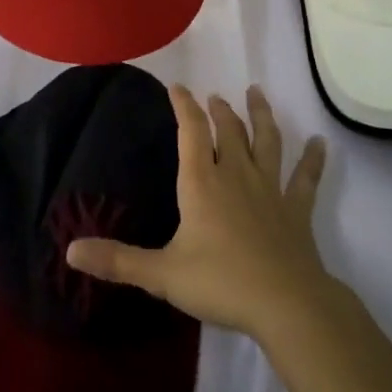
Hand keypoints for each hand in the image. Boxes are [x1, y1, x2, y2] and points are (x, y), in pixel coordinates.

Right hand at [66, 85, 332, 340]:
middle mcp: (235, 175)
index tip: (177, 87)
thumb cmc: (220, 282)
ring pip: (266, 142)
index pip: (190, 132)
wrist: (285, 304)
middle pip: (228, 131)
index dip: (183, 106)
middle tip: (215, 96)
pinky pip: (305, 178)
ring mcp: (270, 189)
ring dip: (261, 116)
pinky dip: (313, 159)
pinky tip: (320, 142)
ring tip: (256, 94)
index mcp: (201, 183)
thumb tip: (70, 251)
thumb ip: (117, 261)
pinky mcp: (296, 209)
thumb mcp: (161, 274)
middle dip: (219, 111)